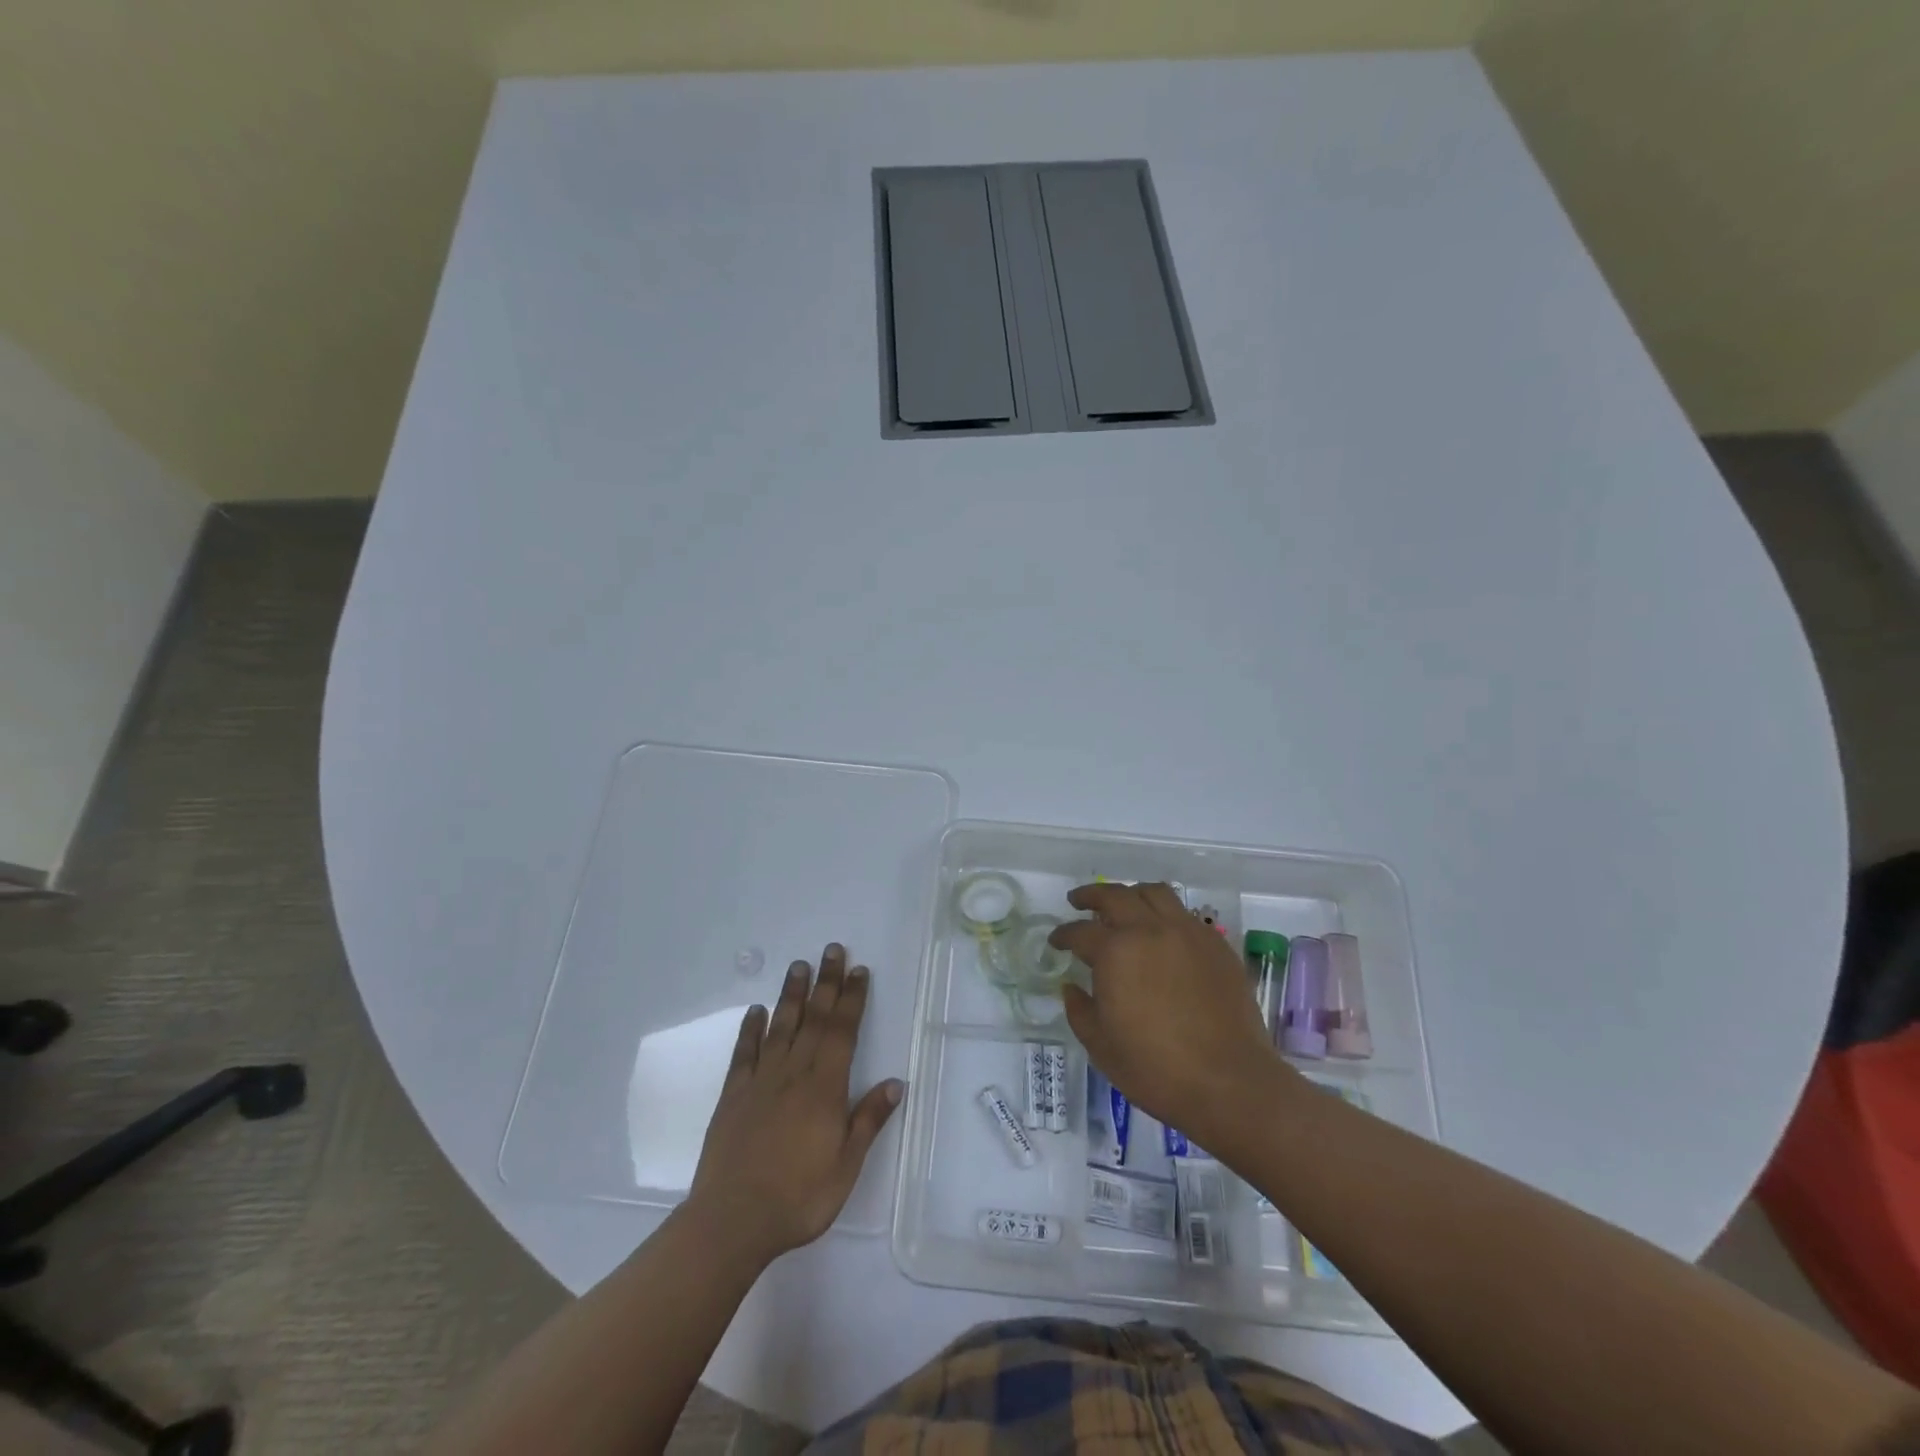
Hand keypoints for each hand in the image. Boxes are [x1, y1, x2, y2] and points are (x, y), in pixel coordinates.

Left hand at [688, 944, 902, 1265]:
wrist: (732, 1221)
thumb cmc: (798, 1199)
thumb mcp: (845, 1167)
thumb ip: (868, 1121)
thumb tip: (895, 1083)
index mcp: (824, 1088)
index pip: (842, 1032)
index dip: (852, 999)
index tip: (859, 971)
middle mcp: (794, 1074)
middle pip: (814, 1019)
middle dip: (826, 983)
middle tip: (832, 950)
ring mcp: (760, 1082)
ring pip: (781, 1027)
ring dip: (792, 995)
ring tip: (799, 966)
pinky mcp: (733, 1096)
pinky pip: (744, 1054)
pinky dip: (751, 1029)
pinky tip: (756, 1011)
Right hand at [1050, 883, 1297, 1150]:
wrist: (1229, 1082)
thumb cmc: (1155, 1069)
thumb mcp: (1101, 1046)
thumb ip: (1079, 1010)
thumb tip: (1072, 986)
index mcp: (1115, 951)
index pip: (1080, 931)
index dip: (1063, 935)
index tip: (1056, 941)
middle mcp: (1150, 930)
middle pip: (1115, 896)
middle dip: (1091, 896)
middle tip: (1079, 901)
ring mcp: (1188, 933)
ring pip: (1155, 893)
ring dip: (1132, 894)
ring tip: (1124, 905)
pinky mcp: (1216, 945)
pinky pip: (1186, 915)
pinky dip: (1166, 914)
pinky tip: (1163, 933)